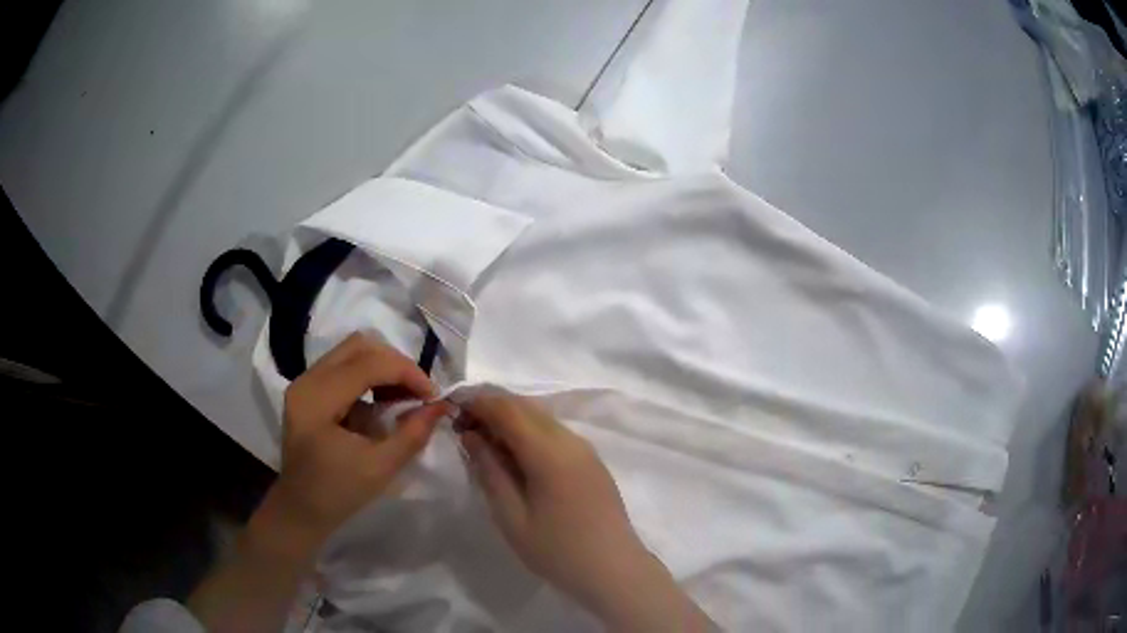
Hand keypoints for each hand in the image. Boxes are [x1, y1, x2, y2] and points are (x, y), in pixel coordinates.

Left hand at [274, 333, 449, 544]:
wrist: (301, 509)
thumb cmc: (338, 493)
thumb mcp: (380, 468)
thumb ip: (412, 433)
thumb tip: (441, 405)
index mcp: (317, 399)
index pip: (369, 363)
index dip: (408, 373)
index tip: (433, 397)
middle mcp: (307, 380)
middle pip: (360, 345)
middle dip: (397, 365)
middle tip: (419, 394)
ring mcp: (305, 382)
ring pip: (353, 351)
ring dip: (384, 368)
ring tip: (404, 398)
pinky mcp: (309, 389)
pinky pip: (345, 366)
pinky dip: (371, 376)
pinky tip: (383, 403)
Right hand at [460, 395, 714, 631]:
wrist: (614, 571)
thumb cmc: (557, 550)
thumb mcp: (511, 517)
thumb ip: (489, 471)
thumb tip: (471, 435)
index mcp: (549, 452)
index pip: (507, 408)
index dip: (477, 404)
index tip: (453, 416)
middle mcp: (570, 440)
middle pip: (525, 406)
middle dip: (492, 410)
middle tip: (466, 433)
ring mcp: (586, 450)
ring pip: (541, 418)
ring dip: (511, 421)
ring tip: (487, 448)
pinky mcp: (592, 462)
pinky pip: (555, 434)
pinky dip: (530, 434)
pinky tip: (517, 460)